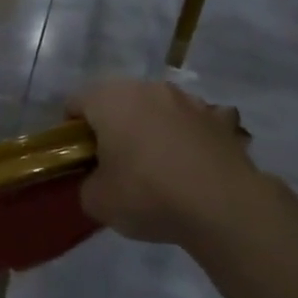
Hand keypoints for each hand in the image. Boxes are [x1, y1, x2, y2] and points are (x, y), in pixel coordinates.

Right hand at [69, 79, 267, 246]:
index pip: (76, 103)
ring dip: (152, 127)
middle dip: (113, 126)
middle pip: (118, 101)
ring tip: (159, 166)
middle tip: (114, 162)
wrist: (225, 208)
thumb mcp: (96, 200)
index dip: (72, 131)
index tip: (80, 159)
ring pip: (158, 109)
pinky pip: (195, 124)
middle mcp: (149, 89)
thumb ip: (88, 182)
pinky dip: (190, 137)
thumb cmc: (147, 194)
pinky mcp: (223, 121)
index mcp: (110, 99)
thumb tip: (100, 179)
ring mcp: (191, 101)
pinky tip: (193, 165)